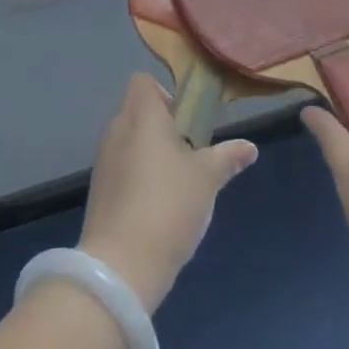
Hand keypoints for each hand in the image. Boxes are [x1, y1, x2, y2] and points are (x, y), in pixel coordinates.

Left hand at [79, 74, 257, 312]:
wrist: (121, 266)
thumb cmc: (169, 205)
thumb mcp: (207, 178)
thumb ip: (227, 157)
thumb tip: (250, 148)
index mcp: (142, 116)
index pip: (143, 82)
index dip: (164, 93)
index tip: (186, 119)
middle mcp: (117, 130)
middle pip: (138, 112)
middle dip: (163, 126)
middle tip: (190, 152)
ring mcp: (104, 162)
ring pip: (129, 142)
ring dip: (151, 154)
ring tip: (178, 183)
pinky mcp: (99, 191)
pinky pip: (121, 170)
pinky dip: (138, 178)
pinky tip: (159, 207)